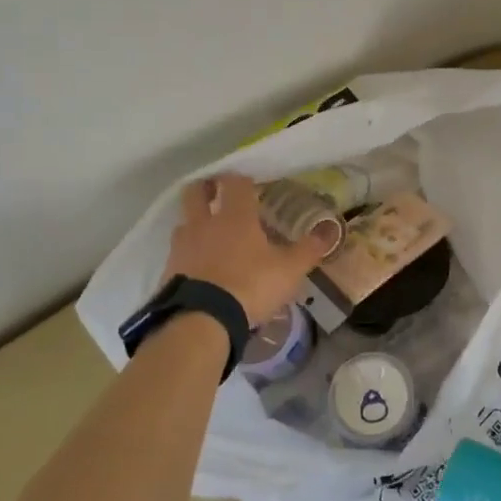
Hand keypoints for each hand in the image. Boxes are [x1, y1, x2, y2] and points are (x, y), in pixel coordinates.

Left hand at [163, 173, 331, 323]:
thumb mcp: (289, 270)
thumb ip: (309, 249)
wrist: (202, 321)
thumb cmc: (250, 286)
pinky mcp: (169, 270)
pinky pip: (178, 253)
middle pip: (195, 192)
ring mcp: (182, 246)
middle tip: (217, 193)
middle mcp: (204, 223)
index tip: (249, 183)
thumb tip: (331, 230)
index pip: (235, 183)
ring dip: (195, 223)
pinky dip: (188, 254)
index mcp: (235, 216)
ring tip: (209, 235)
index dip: (241, 179)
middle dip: (206, 188)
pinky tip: (200, 268)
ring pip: (184, 222)